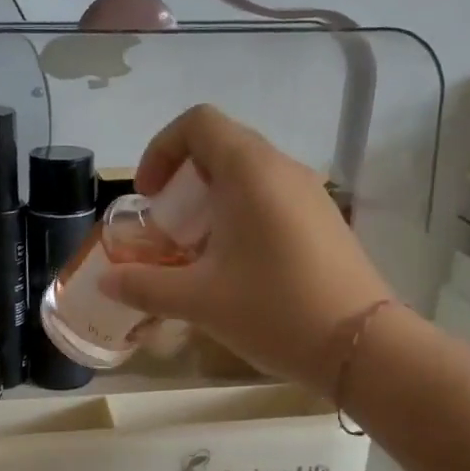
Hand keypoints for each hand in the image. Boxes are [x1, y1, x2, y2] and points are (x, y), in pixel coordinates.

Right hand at [100, 105, 395, 392]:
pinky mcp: (325, 222)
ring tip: (198, 255)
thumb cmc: (274, 311)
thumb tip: (107, 282)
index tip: (149, 197)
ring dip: (211, 204)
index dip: (162, 150)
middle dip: (183, 184)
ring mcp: (310, 195)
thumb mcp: (199, 300)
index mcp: (250, 172)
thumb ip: (145, 286)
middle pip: (222, 148)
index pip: (198, 124)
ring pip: (248, 177)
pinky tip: (237, 270)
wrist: (362, 347)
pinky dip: (241, 218)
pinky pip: (272, 201)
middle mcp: (283, 170)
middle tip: (168, 232)